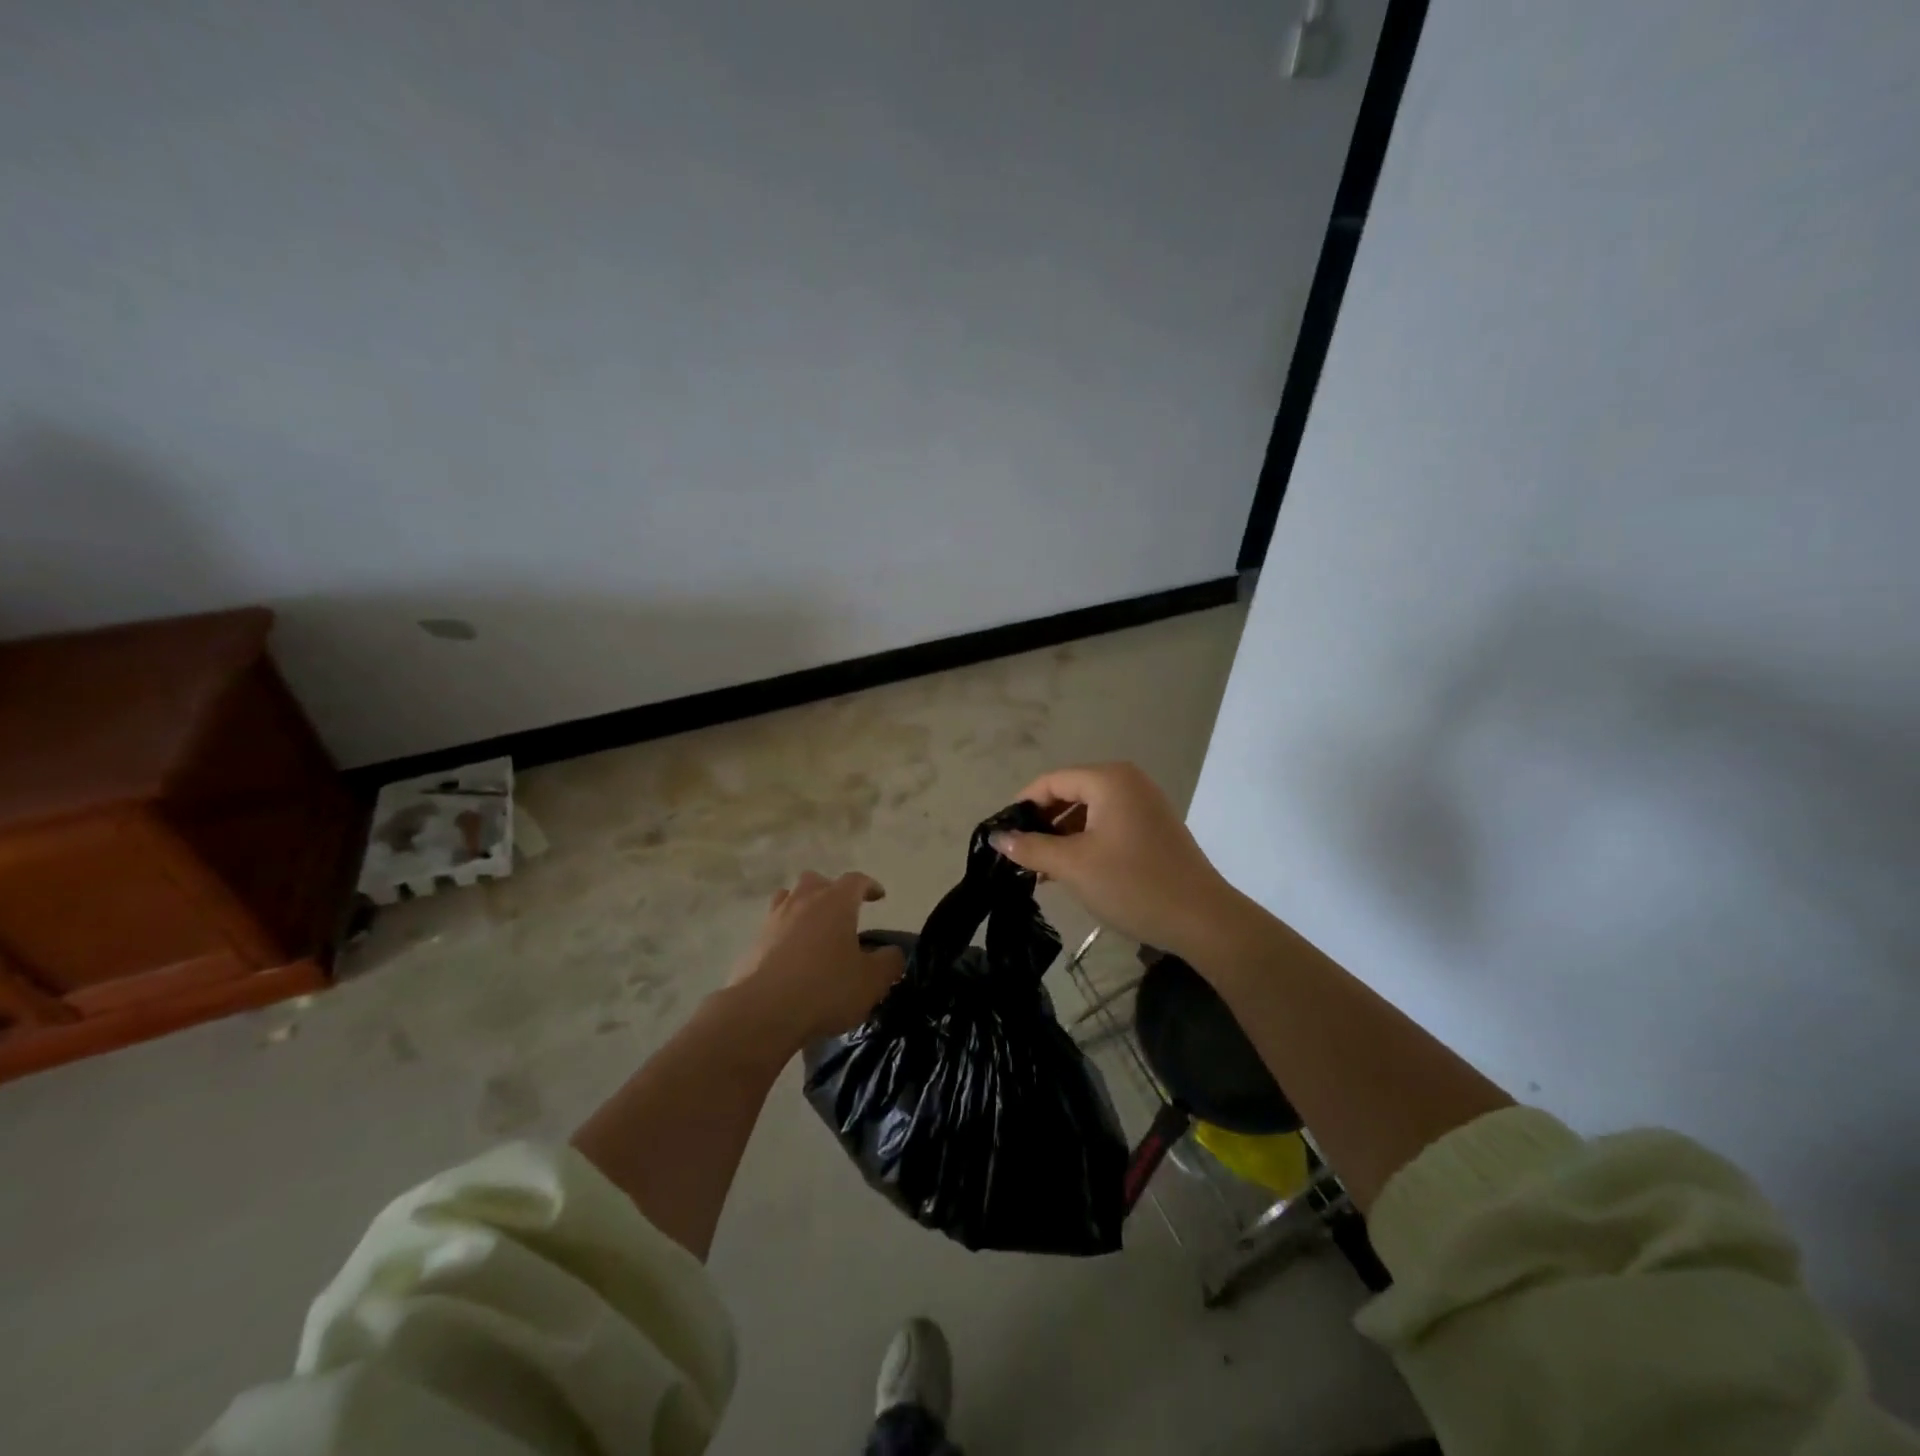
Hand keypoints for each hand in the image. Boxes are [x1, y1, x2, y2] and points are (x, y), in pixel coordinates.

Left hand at [725, 871, 904, 1053]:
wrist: (763, 1011)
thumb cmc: (826, 989)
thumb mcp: (872, 981)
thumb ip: (889, 962)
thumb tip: (892, 952)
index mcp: (836, 902)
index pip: (856, 880)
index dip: (869, 886)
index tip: (879, 897)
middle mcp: (803, 900)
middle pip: (817, 881)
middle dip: (831, 891)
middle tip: (842, 912)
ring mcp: (774, 919)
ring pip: (789, 898)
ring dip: (802, 906)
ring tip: (813, 928)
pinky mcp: (753, 942)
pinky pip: (773, 926)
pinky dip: (784, 933)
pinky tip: (791, 956)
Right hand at [989, 762, 1247, 959]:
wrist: (1202, 919)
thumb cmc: (1133, 884)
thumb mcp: (1074, 866)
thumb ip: (1032, 848)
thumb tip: (998, 838)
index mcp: (1109, 780)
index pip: (1051, 781)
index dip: (1023, 806)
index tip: (1003, 836)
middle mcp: (1128, 782)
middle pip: (1070, 792)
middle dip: (1043, 823)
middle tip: (1020, 855)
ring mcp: (1145, 804)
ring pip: (1089, 811)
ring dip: (1062, 836)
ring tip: (1041, 869)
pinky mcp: (1154, 828)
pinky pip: (1108, 824)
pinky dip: (1086, 842)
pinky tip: (1071, 871)